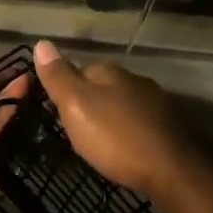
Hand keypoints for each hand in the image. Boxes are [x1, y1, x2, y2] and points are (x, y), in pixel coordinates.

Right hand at [32, 39, 200, 203]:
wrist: (171, 169)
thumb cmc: (115, 137)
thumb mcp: (76, 106)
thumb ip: (58, 77)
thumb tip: (41, 42)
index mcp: (110, 72)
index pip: (81, 70)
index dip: (67, 90)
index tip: (59, 112)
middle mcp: (135, 79)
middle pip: (104, 87)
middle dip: (91, 104)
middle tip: (77, 131)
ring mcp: (157, 102)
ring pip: (124, 104)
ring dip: (112, 118)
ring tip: (100, 142)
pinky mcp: (170, 125)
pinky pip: (140, 123)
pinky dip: (130, 131)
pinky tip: (126, 148)